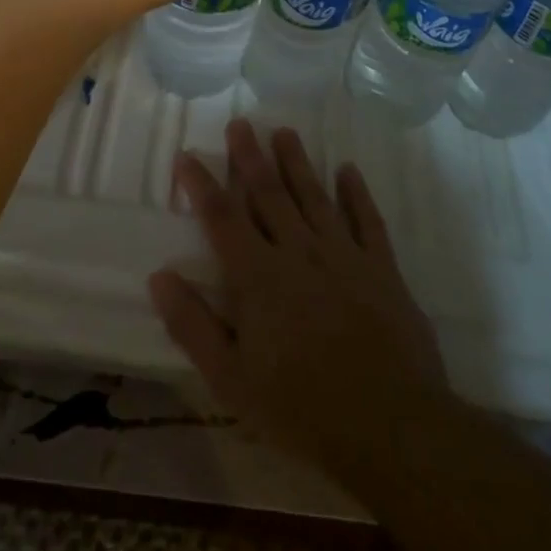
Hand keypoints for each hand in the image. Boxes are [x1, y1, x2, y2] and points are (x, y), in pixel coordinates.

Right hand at [150, 121, 447, 481]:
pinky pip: (368, 220)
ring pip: (314, 197)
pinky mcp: (382, 269)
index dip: (202, 185)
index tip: (187, 156)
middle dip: (250, 157)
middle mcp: (299, 252)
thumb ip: (193, 325)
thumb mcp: (232, 380)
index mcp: (258, 277)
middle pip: (269, 195)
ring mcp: (344, 256)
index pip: (222, 218)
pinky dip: (357, 194)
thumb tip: (158, 276)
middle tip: (240, 123)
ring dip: (297, 163)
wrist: (392, 426)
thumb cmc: (302, 409)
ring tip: (284, 132)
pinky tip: (348, 170)